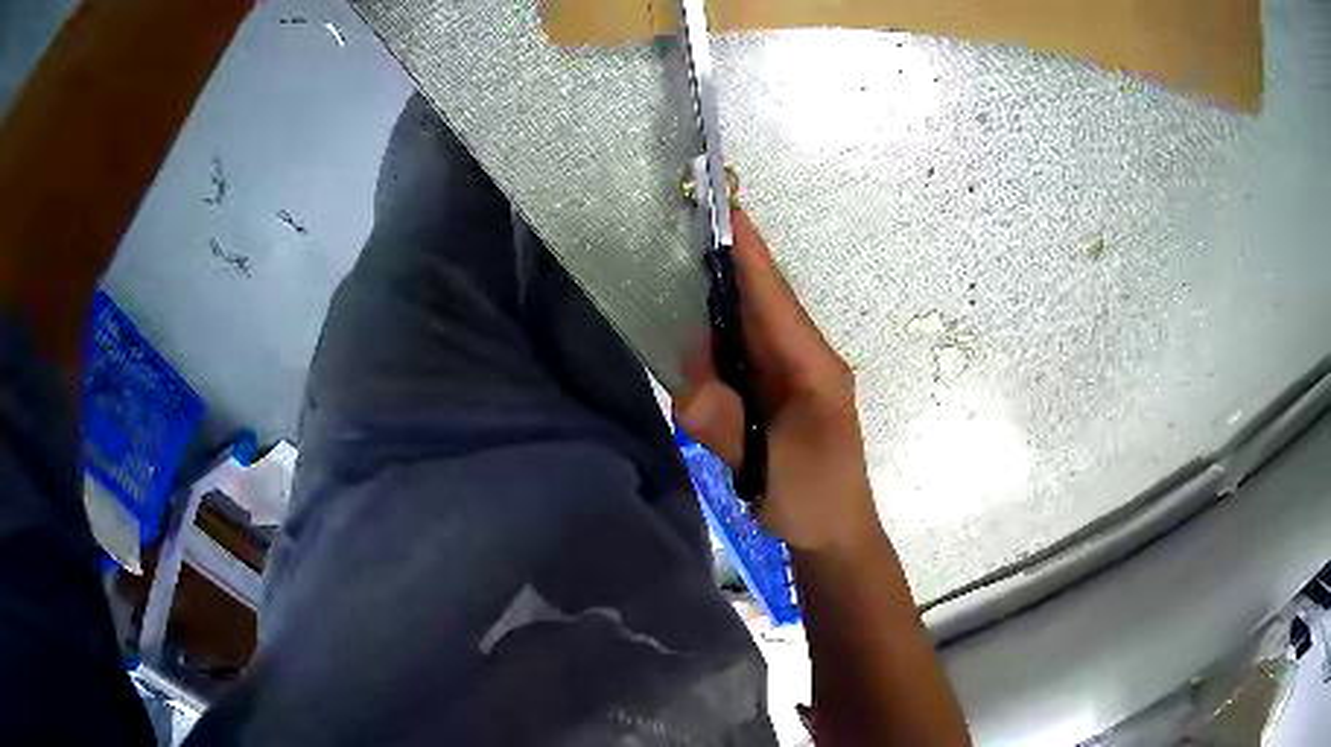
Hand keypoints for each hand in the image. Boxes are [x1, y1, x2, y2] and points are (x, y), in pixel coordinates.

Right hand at [675, 209, 883, 553]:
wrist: (835, 535)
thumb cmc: (814, 500)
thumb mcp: (769, 470)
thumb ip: (726, 426)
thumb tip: (686, 388)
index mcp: (813, 367)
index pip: (774, 298)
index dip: (749, 253)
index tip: (724, 209)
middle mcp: (804, 359)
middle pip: (759, 304)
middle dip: (723, 276)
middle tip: (682, 257)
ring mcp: (793, 374)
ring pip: (747, 330)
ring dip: (714, 326)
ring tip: (686, 336)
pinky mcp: (779, 391)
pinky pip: (743, 357)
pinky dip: (717, 354)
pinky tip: (700, 368)